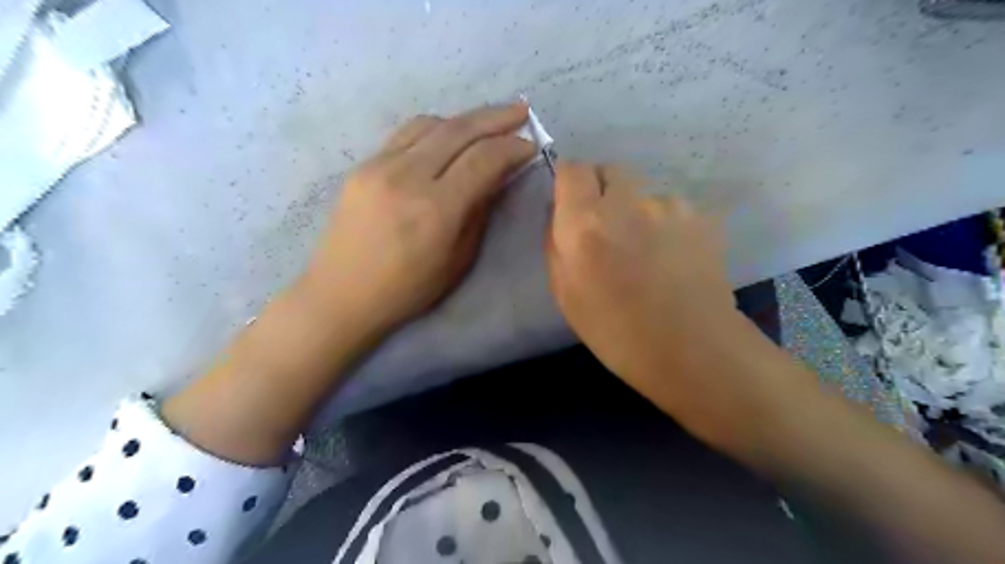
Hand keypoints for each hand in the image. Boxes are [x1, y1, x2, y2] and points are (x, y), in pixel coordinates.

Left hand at [297, 103, 537, 333]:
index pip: (483, 160)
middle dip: (496, 118)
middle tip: (521, 111)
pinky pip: (406, 134)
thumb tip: (497, 177)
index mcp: (436, 209)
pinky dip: (436, 128)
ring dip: (466, 119)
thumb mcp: (457, 261)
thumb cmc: (406, 290)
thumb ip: (479, 213)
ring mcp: (380, 166)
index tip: (530, 146)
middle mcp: (407, 177)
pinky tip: (449, 135)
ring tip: (488, 122)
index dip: (511, 147)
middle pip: (459, 130)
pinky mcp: (363, 165)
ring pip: (431, 124)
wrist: (341, 294)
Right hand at [547, 164, 789, 444]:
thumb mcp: (565, 294)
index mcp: (586, 224)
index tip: (571, 203)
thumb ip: (555, 243)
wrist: (692, 350)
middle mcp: (627, 202)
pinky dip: (665, 223)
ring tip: (646, 251)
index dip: (569, 182)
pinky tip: (672, 257)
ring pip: (642, 191)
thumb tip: (560, 212)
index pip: (572, 169)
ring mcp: (669, 205)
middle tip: (606, 228)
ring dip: (636, 210)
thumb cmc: (616, 332)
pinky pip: (671, 208)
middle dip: (602, 190)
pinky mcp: (701, 215)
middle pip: (610, 170)